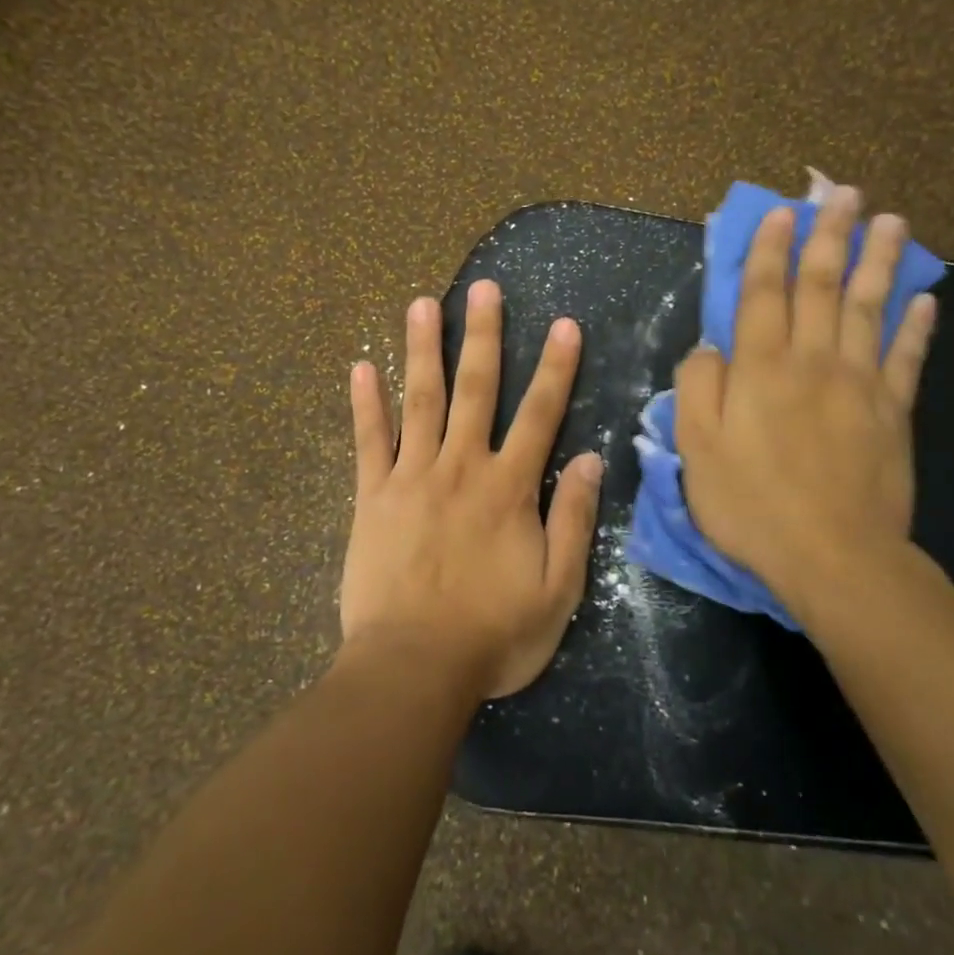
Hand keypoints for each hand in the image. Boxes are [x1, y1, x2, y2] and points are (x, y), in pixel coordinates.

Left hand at [342, 282, 602, 698]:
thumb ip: (574, 520)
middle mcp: (460, 467)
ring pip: (418, 400)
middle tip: (482, 288)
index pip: (539, 414)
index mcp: (508, 488)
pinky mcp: (371, 496)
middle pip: (475, 389)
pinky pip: (368, 441)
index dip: (555, 368)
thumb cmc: (493, 634)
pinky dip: (364, 403)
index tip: (563, 324)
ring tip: (421, 304)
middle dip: (482, 336)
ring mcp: (410, 477)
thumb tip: (593, 460)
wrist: (412, 666)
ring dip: (421, 350)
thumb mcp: (557, 589)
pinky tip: (360, 367)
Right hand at [673, 189, 936, 627]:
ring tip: (890, 222)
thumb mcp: (696, 449)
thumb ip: (697, 388)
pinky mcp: (894, 412)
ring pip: (870, 308)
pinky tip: (926, 299)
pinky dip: (917, 326)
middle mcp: (812, 361)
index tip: (780, 213)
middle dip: (830, 236)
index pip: (763, 294)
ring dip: (880, 262)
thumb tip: (709, 347)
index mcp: (760, 368)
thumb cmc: (751, 503)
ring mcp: (860, 384)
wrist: (834, 556)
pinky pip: (907, 359)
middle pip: (823, 286)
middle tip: (844, 193)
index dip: (768, 250)